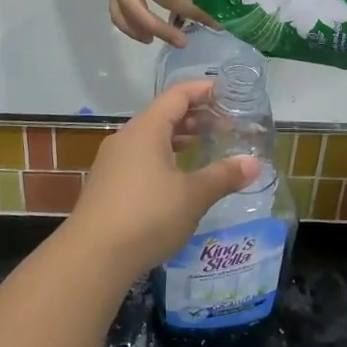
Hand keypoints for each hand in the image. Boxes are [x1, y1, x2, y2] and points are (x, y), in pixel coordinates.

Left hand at [64, 81, 258, 275]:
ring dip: (179, 138)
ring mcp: (113, 161)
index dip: (203, 91)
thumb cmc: (147, 216)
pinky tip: (177, 177)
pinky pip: (140, 157)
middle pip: (163, 114)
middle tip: (225, 126)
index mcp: (146, 129)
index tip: (228, 94)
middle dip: (195, 117)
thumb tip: (254, 163)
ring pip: (150, 138)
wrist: (92, 256)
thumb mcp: (192, 196)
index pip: (177, 95)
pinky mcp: (107, 184)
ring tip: (205, 147)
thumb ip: (223, 176)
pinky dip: (163, 157)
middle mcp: (126, 137)